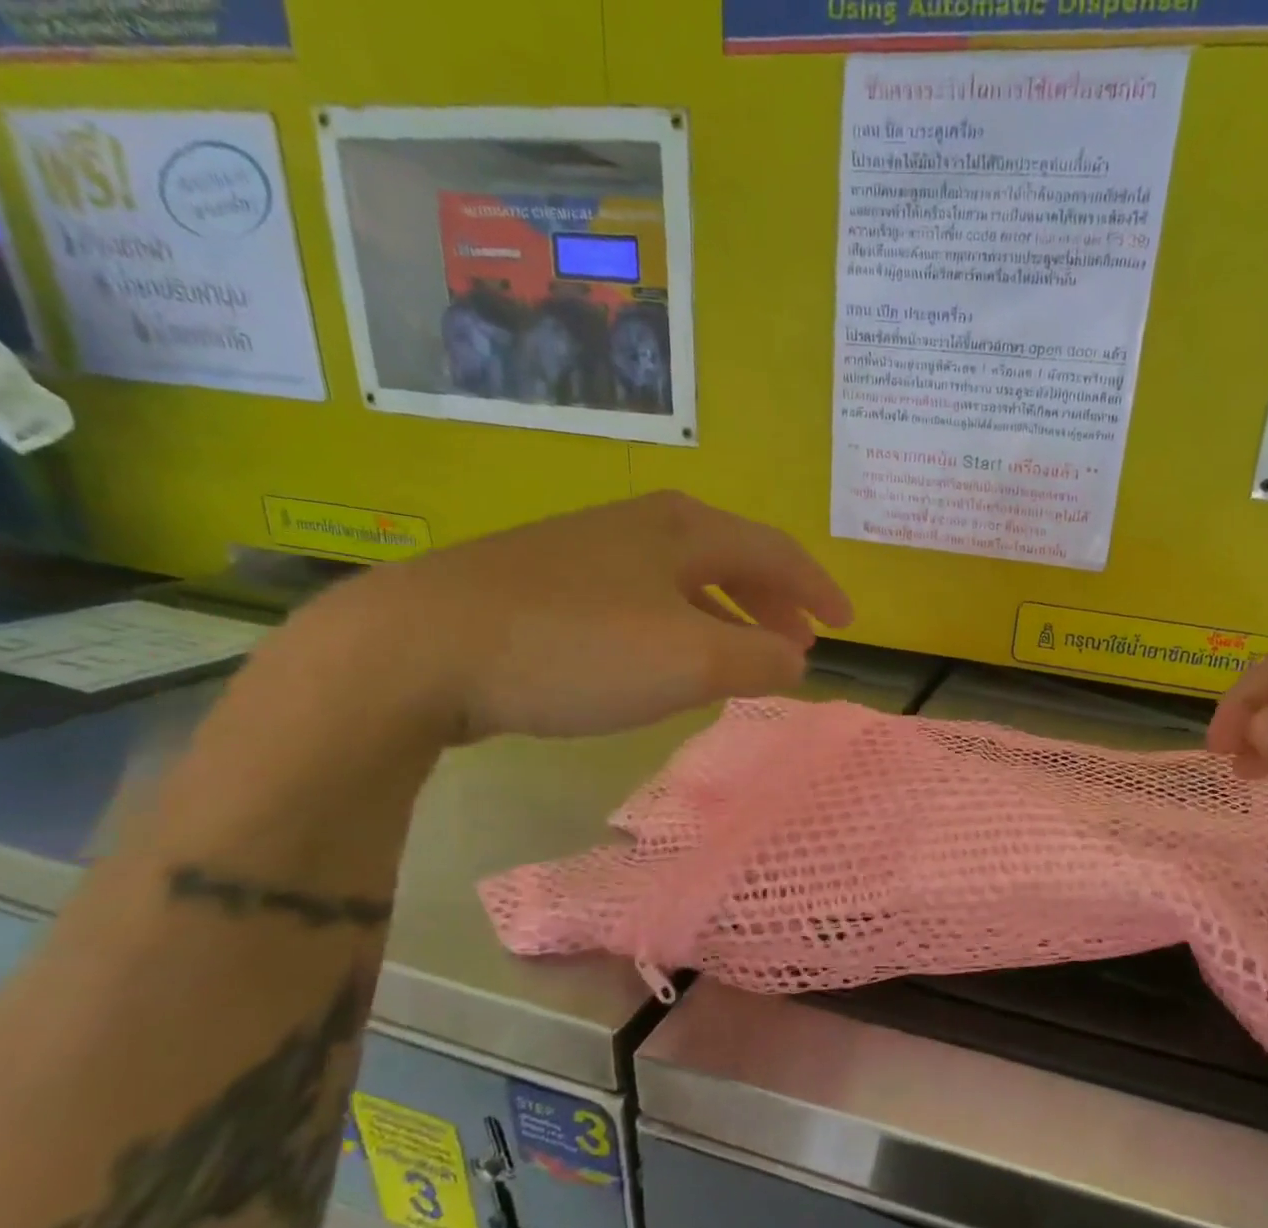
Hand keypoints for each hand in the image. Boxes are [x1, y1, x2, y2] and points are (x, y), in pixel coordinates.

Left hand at [303, 492, 853, 744]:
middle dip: (774, 601)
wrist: (420, 648)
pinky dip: (679, 625)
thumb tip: (797, 660)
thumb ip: (761, 662)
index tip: (847, 624)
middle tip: (798, 642)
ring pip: (684, 579)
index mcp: (684, 529)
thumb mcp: (690, 663)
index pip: (776, 552)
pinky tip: (665, 657)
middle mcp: (639, 525)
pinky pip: (642, 598)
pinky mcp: (546, 582)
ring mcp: (587, 549)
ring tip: (743, 655)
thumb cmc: (576, 648)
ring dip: (727, 615)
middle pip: (732, 556)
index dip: (818, 589)